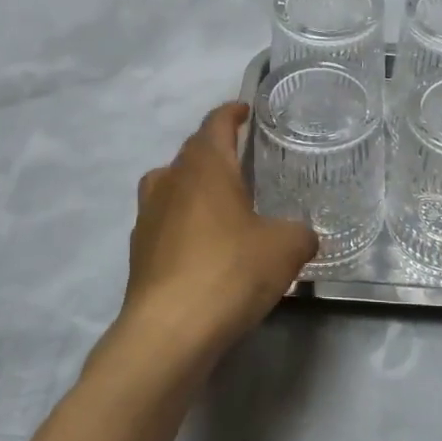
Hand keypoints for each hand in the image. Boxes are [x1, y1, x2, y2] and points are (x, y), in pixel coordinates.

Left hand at [118, 101, 319, 364]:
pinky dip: (183, 223)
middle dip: (215, 150)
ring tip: (221, 203)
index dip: (232, 113)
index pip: (216, 123)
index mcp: (204, 166)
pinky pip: (165, 221)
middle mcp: (170, 180)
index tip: (245, 110)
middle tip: (243, 160)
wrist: (169, 330)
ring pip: (171, 185)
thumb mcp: (285, 249)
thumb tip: (303, 234)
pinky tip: (203, 248)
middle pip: (192, 152)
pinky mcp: (139, 251)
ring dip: (194, 186)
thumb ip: (299, 233)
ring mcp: (148, 215)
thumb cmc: (230, 271)